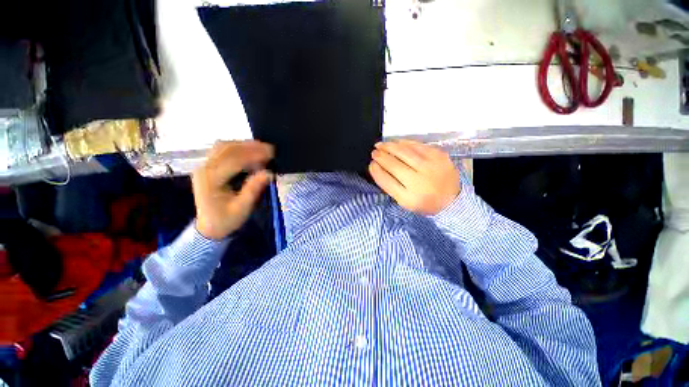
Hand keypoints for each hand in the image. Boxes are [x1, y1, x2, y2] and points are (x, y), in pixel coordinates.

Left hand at [192, 141, 273, 239]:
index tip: (271, 153)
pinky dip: (238, 148)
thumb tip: (269, 173)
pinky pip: (223, 151)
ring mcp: (205, 166)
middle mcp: (204, 169)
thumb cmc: (226, 220)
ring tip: (263, 148)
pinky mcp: (209, 167)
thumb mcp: (242, 208)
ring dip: (244, 145)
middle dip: (250, 146)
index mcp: (210, 180)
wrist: (209, 228)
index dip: (253, 154)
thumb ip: (253, 189)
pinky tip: (251, 152)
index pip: (233, 159)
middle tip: (270, 149)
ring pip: (224, 146)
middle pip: (227, 148)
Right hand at [369, 140, 460, 215]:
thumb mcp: (404, 201)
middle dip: (381, 156)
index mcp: (409, 198)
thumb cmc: (423, 201)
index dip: (376, 170)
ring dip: (389, 147)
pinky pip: (416, 145)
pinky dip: (403, 142)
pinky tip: (396, 143)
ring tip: (380, 145)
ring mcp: (431, 167)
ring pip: (404, 152)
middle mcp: (420, 182)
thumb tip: (376, 166)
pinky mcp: (438, 155)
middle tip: (373, 152)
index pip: (386, 181)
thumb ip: (389, 185)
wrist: (451, 199)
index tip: (371, 164)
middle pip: (394, 165)